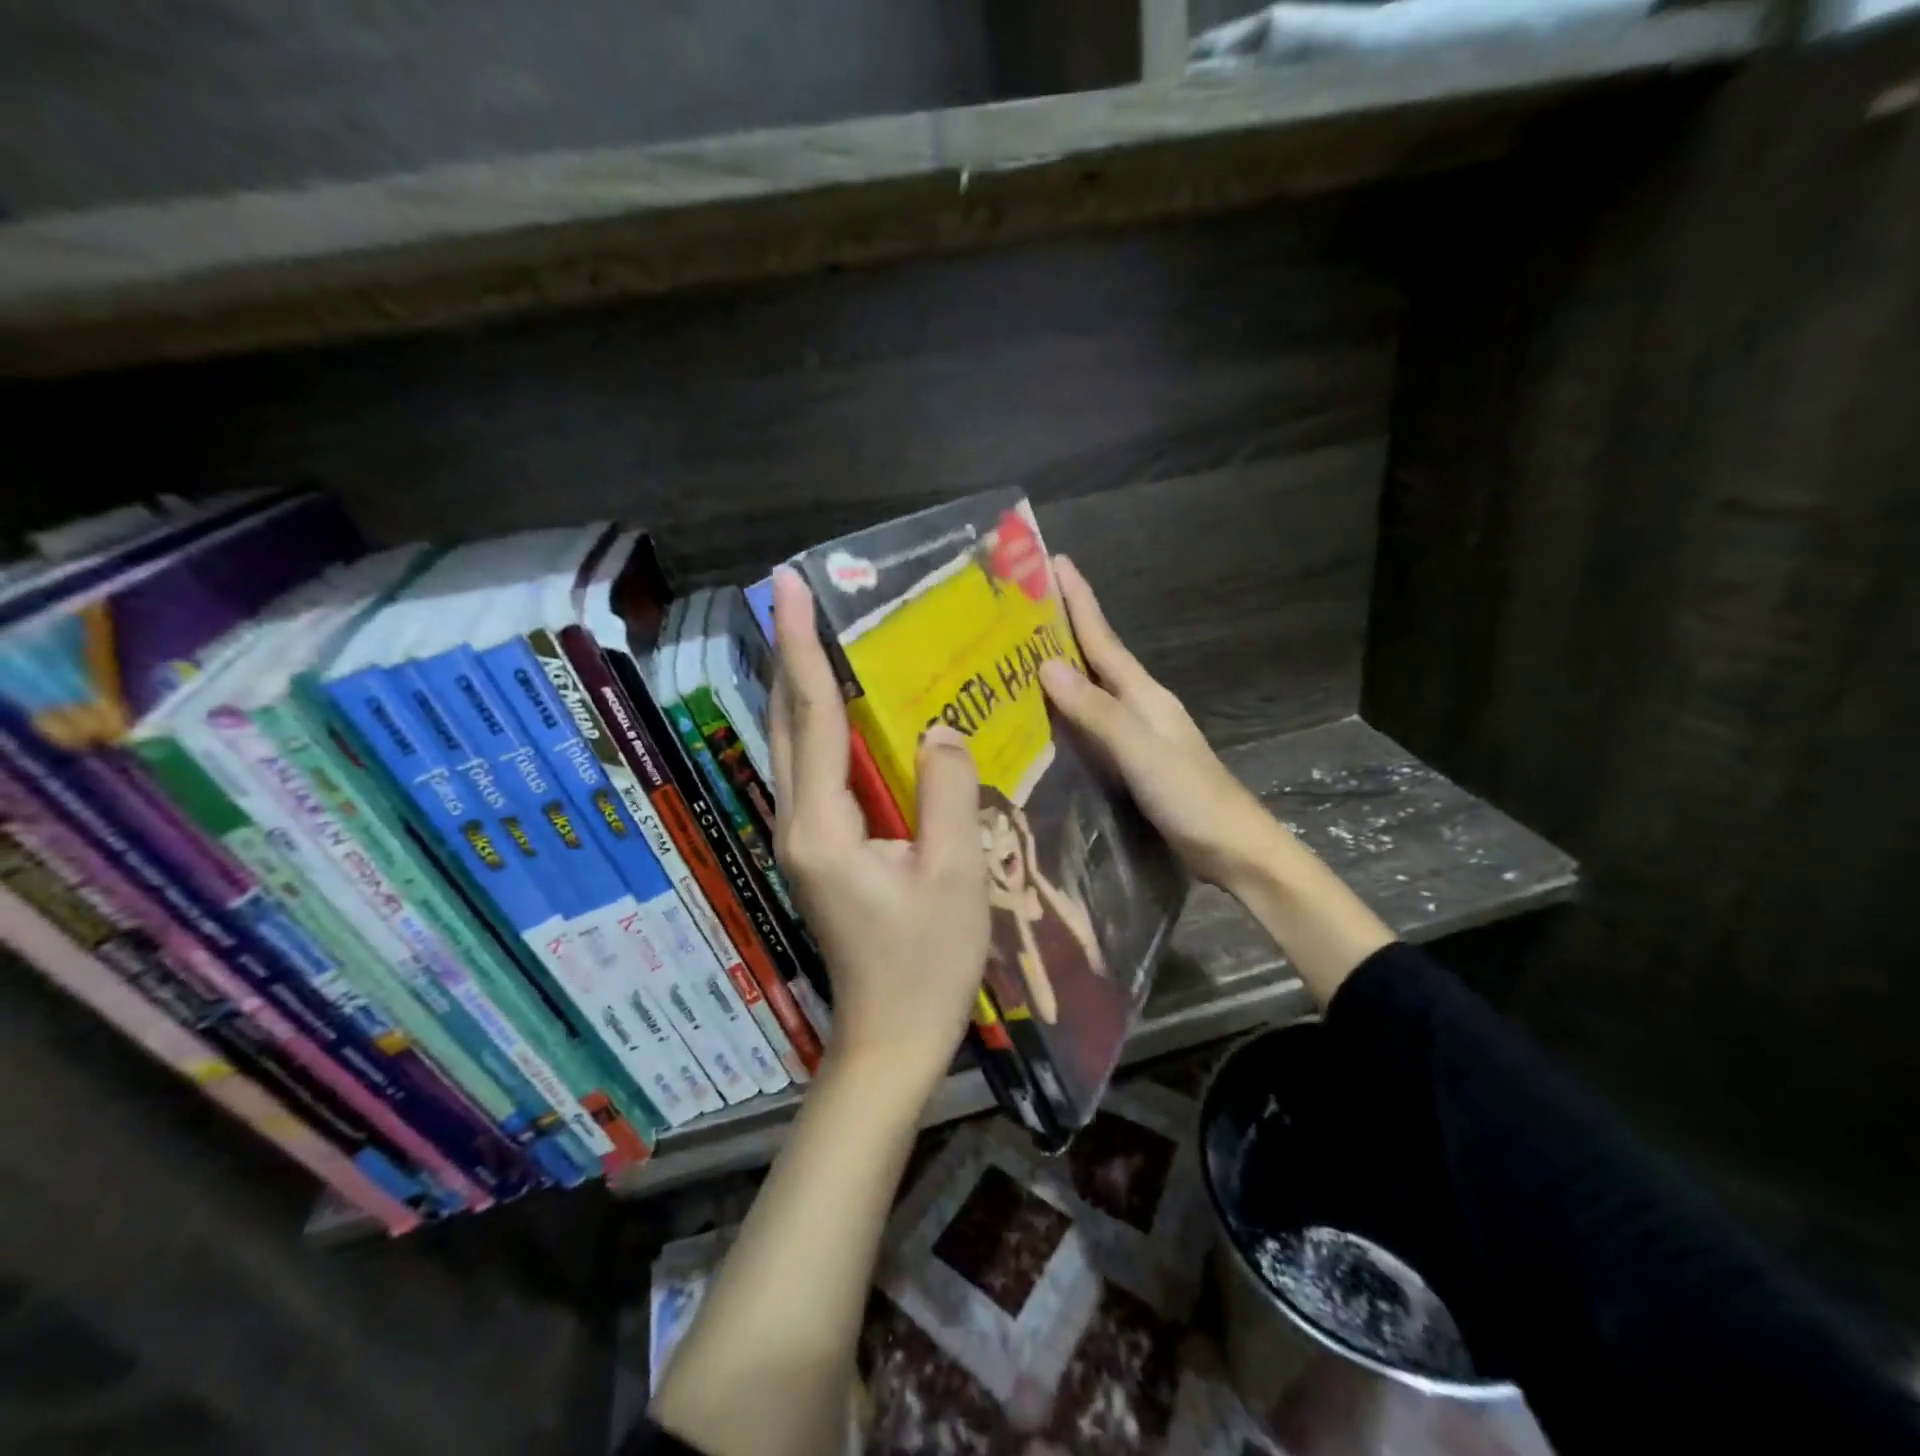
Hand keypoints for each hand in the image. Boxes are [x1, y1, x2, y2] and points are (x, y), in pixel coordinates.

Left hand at [768, 568, 990, 1103]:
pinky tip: (845, 713)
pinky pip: (814, 774)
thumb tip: (937, 728)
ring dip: (800, 689)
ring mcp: (800, 839)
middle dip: (788, 655)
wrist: (891, 1037)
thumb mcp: (955, 874)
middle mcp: (796, 823)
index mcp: (823, 825)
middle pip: (785, 723)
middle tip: (795, 597)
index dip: (801, 647)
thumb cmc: (927, 963)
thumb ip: (946, 792)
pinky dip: (820, 729)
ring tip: (817, 636)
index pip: (810, 716)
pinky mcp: (816, 852)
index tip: (785, 587)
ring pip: (792, 747)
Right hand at [1039, 556, 1288, 896]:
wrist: (1234, 850)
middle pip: (1093, 660)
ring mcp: (1135, 737)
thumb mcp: (1144, 753)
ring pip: (1088, 693)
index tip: (1054, 562)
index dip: (1078, 601)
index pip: (1103, 640)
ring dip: (1058, 671)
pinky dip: (1063, 715)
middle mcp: (1137, 707)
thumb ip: (1098, 713)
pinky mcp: (1129, 765)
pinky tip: (1041, 722)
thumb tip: (1047, 666)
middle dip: (1061, 629)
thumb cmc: (1192, 798)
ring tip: (1015, 657)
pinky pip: (1087, 728)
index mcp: (1144, 695)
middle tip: (1016, 608)